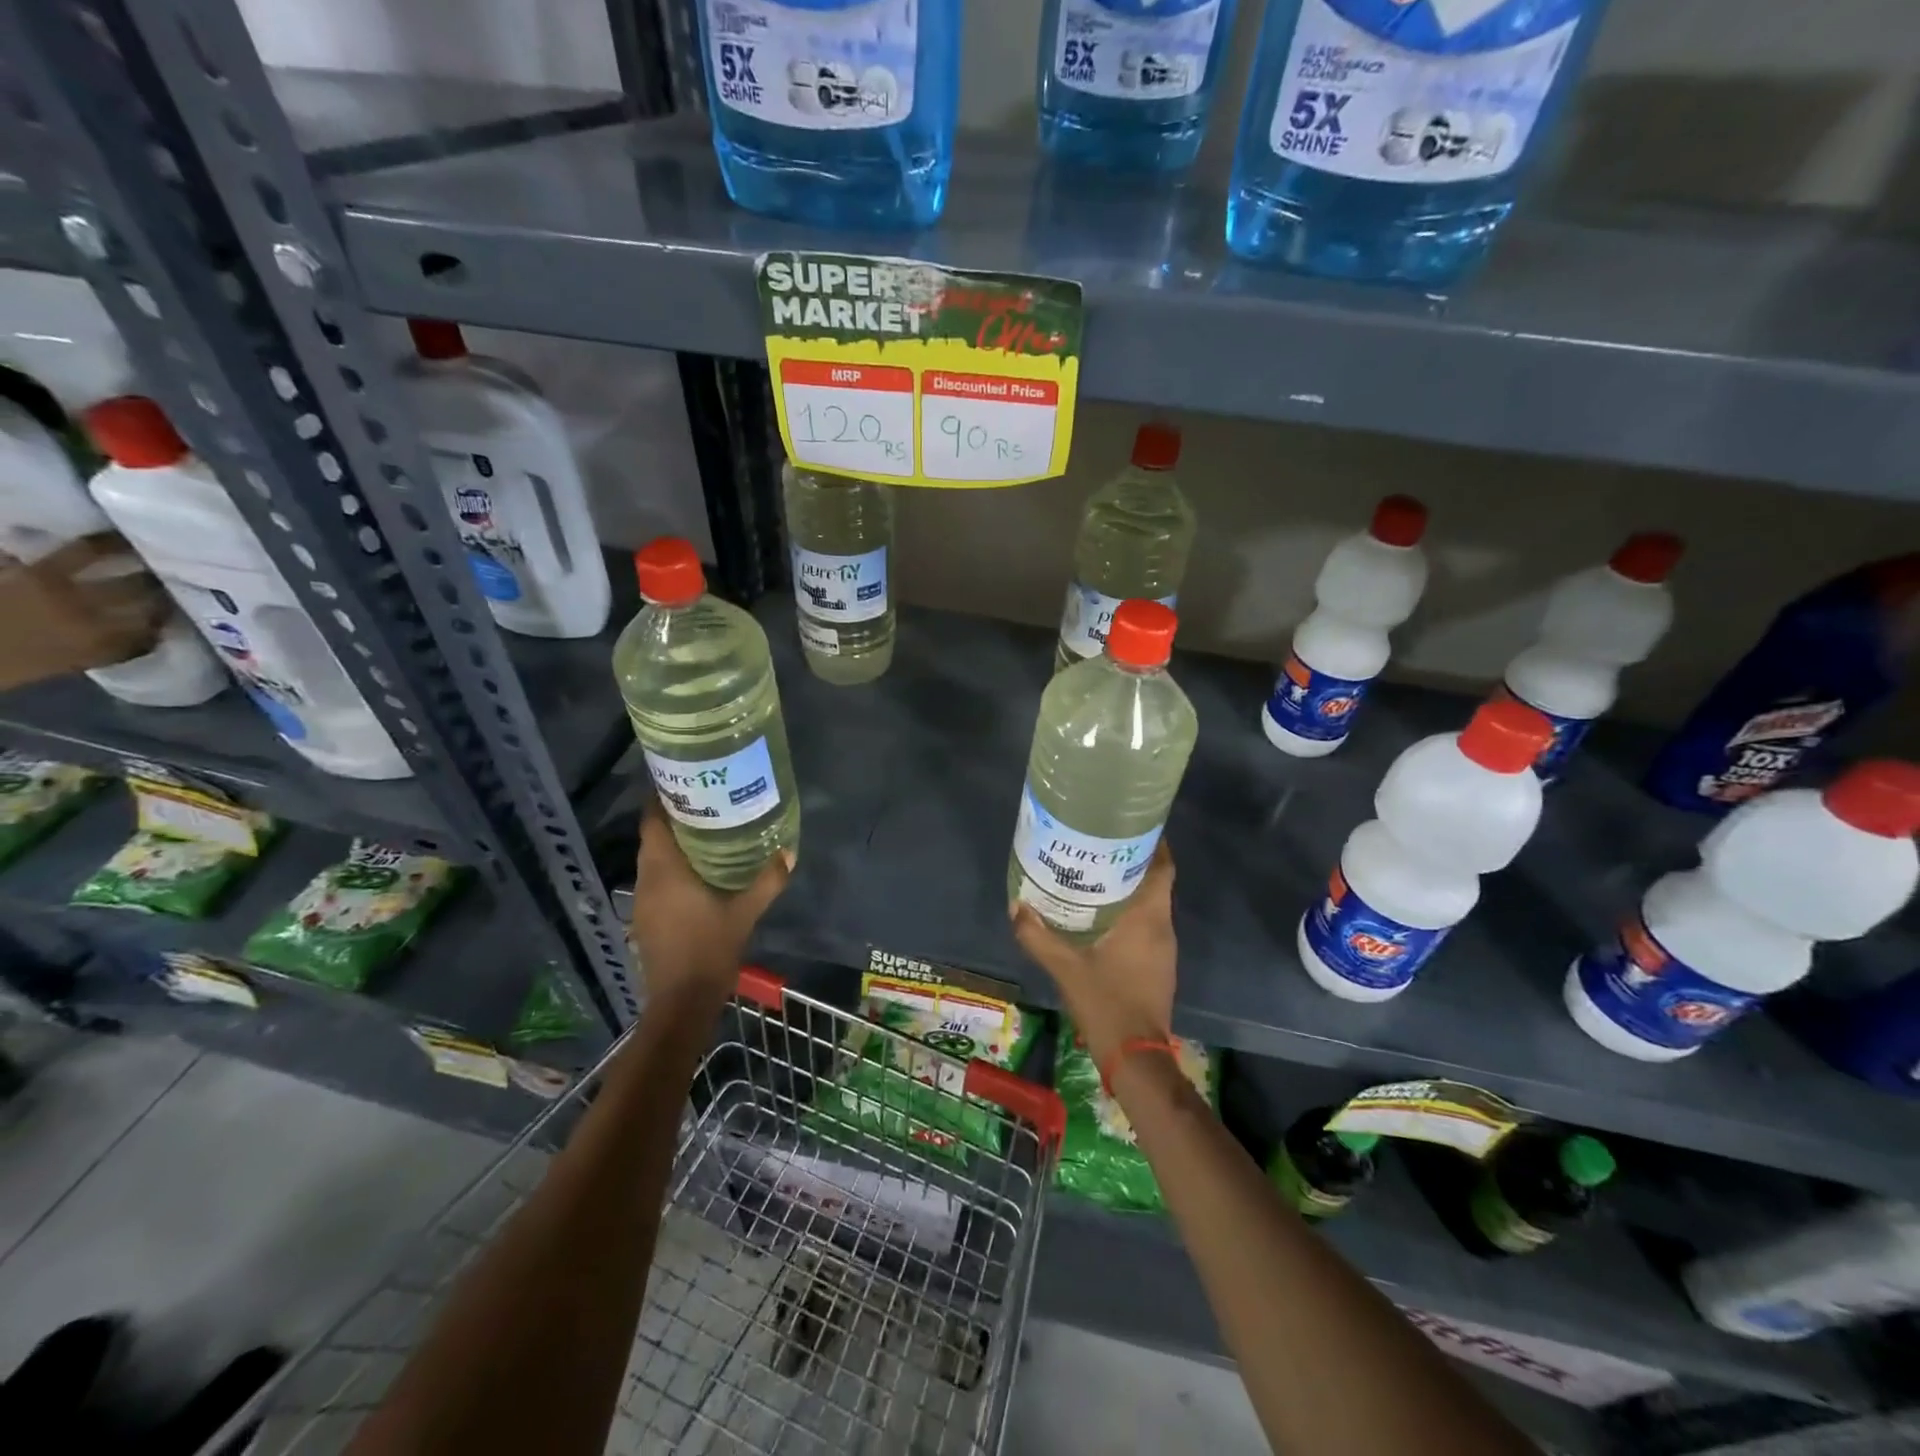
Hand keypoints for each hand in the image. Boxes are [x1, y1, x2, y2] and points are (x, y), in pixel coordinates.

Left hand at [629, 793, 790, 1003]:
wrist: (682, 1001)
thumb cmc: (710, 949)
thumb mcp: (745, 913)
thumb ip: (767, 880)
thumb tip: (789, 851)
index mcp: (664, 870)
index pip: (652, 821)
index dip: (663, 798)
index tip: (686, 782)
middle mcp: (646, 880)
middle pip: (652, 837)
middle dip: (674, 818)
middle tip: (707, 803)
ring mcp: (642, 901)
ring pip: (652, 860)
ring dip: (672, 844)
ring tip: (706, 831)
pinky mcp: (646, 918)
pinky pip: (655, 880)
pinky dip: (671, 868)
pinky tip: (698, 871)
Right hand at [1010, 841, 1177, 1071]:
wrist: (1136, 1056)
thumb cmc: (1107, 1003)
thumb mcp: (1066, 968)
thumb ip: (1038, 937)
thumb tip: (1015, 906)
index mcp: (1148, 918)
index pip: (1163, 868)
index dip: (1153, 844)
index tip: (1131, 826)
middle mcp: (1162, 928)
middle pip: (1155, 883)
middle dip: (1131, 862)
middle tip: (1099, 847)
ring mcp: (1163, 949)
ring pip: (1151, 905)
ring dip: (1130, 888)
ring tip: (1096, 875)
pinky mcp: (1158, 966)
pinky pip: (1147, 926)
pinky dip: (1129, 913)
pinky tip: (1101, 916)